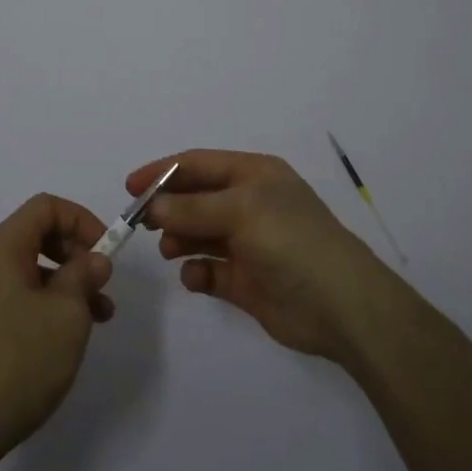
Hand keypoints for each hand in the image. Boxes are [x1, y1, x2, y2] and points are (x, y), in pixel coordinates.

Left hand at [0, 193, 114, 470]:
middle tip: (103, 284)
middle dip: (77, 254)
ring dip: (67, 284)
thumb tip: (94, 259)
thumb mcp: (66, 314)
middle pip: (37, 235)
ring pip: (31, 270)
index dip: (81, 219)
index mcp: (1, 246)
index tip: (106, 250)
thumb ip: (84, 276)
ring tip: (99, 318)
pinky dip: (47, 305)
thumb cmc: (17, 360)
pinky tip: (66, 339)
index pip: (46, 207)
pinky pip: (18, 297)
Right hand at [126, 149, 390, 361]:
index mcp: (254, 175)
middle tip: (139, 222)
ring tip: (167, 249)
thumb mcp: (241, 211)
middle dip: (168, 206)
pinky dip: (197, 271)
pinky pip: (210, 270)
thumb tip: (153, 206)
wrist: (341, 306)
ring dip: (179, 238)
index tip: (130, 186)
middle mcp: (249, 204)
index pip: (199, 164)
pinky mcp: (246, 280)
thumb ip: (192, 208)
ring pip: (199, 234)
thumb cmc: (291, 241)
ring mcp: (248, 243)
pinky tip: (194, 276)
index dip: (163, 171)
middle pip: (196, 198)